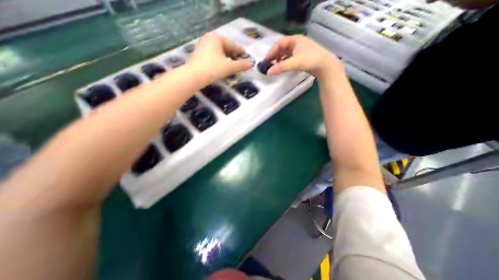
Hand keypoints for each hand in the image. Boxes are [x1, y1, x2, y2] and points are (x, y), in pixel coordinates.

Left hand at [189, 33, 252, 81]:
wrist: (194, 76)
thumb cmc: (213, 69)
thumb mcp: (229, 67)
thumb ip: (241, 65)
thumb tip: (251, 64)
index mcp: (217, 39)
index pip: (232, 44)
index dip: (240, 50)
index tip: (245, 54)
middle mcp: (209, 39)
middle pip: (225, 47)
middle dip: (232, 54)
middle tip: (239, 59)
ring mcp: (202, 46)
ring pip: (218, 52)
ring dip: (226, 58)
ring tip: (231, 64)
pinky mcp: (198, 54)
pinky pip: (212, 55)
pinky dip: (219, 60)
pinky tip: (221, 66)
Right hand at [265, 34, 343, 79]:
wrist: (325, 65)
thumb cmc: (309, 60)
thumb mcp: (294, 63)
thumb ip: (280, 67)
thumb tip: (268, 72)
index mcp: (295, 40)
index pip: (279, 43)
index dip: (271, 51)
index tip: (266, 60)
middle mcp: (297, 42)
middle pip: (282, 48)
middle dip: (275, 55)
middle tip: (269, 64)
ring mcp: (301, 49)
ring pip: (286, 53)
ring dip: (279, 59)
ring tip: (275, 66)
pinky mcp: (303, 56)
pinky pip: (291, 57)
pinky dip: (285, 62)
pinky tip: (283, 67)